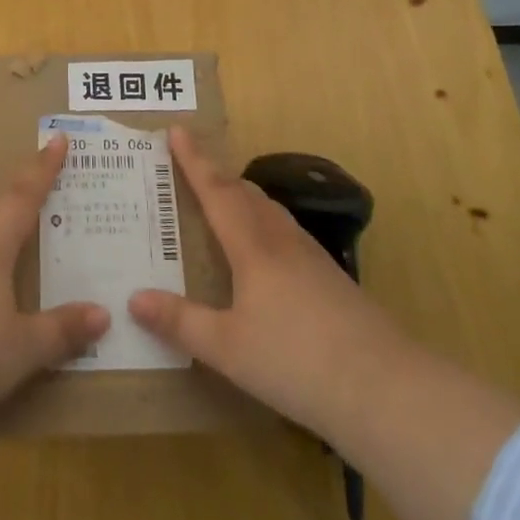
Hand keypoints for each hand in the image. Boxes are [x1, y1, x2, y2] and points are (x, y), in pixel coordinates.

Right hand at [127, 127, 402, 439]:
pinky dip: (264, 224)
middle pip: (246, 194)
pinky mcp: (332, 280)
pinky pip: (287, 234)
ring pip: (270, 211)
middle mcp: (282, 241)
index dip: (194, 161)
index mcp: (253, 247)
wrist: (386, 389)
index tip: (177, 130)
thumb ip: (180, 323)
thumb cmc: (296, 362)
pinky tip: (267, 252)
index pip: (216, 191)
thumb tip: (134, 298)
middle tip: (192, 166)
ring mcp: (312, 258)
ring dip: (243, 197)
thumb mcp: (227, 348)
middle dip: (217, 175)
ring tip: (225, 200)